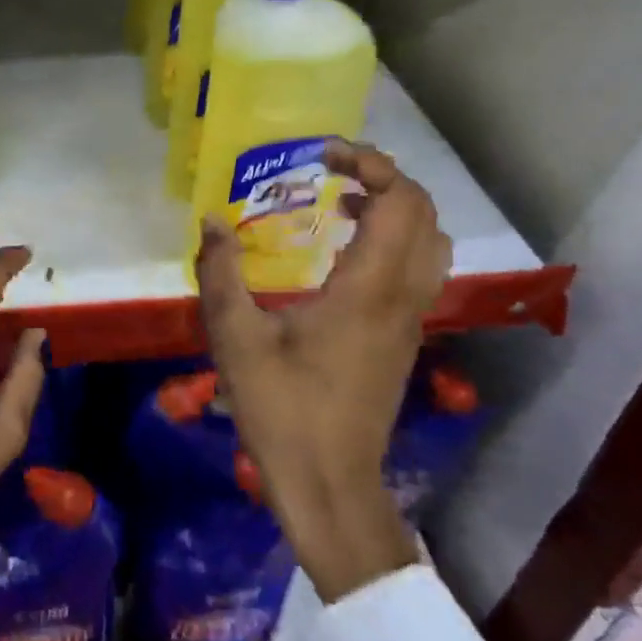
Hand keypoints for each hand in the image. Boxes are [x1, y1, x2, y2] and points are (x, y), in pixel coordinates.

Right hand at [196, 143, 451, 602]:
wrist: (329, 485)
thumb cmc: (282, 410)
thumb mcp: (235, 338)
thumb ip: (221, 273)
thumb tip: (211, 221)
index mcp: (367, 290)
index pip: (399, 203)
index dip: (370, 165)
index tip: (323, 155)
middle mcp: (401, 298)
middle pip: (424, 215)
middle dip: (384, 178)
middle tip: (331, 171)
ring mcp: (409, 321)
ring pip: (430, 244)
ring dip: (395, 210)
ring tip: (340, 204)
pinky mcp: (403, 340)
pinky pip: (417, 271)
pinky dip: (393, 241)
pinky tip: (341, 255)